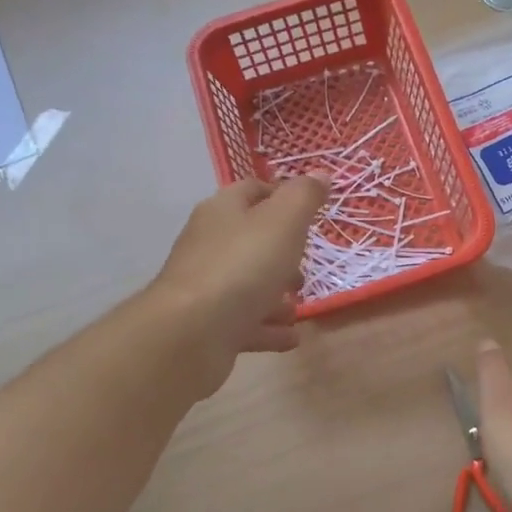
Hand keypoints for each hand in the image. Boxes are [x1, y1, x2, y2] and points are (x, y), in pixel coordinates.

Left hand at [150, 178, 325, 392]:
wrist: (191, 334)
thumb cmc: (242, 267)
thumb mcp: (283, 222)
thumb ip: (304, 197)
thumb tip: (321, 174)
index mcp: (223, 211)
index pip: (253, 190)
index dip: (282, 195)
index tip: (312, 212)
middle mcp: (210, 244)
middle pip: (250, 240)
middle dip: (282, 252)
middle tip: (308, 265)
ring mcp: (207, 288)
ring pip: (248, 284)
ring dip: (276, 293)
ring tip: (300, 305)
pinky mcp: (208, 327)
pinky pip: (246, 323)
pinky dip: (269, 328)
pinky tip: (291, 337)